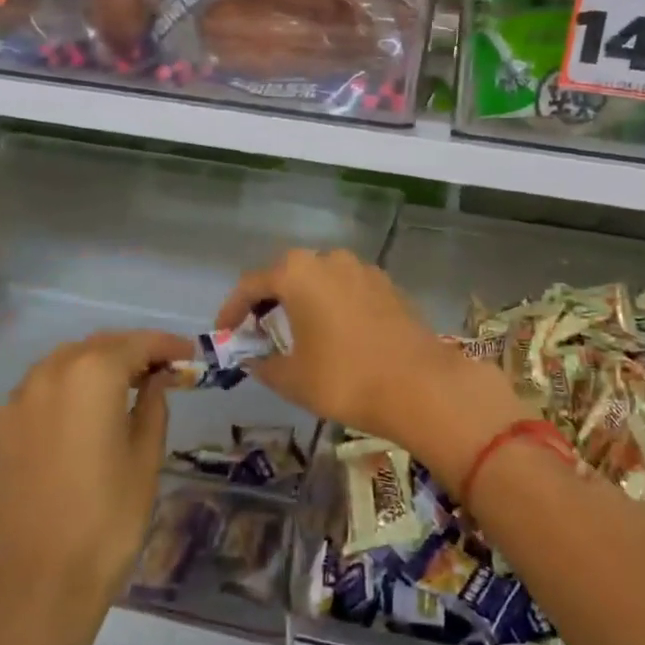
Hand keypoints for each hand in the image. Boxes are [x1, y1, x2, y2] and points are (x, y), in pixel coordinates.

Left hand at [0, 328, 193, 638]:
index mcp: (92, 375)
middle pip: (95, 347)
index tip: (188, 355)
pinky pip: (34, 398)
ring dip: (91, 370)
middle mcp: (47, 376)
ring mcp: (14, 405)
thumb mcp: (146, 457)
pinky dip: (61, 397)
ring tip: (118, 393)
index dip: (166, 346)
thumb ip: (153, 405)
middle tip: (157, 371)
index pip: (136, 343)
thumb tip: (156, 380)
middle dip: (128, 353)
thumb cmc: (108, 518)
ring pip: (59, 367)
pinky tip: (76, 424)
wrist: (37, 584)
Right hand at [214, 249, 526, 480]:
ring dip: (302, 299)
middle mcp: (329, 260)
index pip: (252, 284)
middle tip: (258, 330)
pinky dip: (332, 303)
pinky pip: (347, 288)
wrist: (420, 384)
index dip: (232, 309)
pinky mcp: (388, 285)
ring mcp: (363, 270)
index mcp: (297, 273)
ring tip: (296, 331)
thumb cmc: (344, 378)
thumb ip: (264, 364)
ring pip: (320, 278)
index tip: (224, 333)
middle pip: (287, 274)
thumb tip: (254, 359)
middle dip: (268, 300)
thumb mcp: (292, 378)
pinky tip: (334, 332)